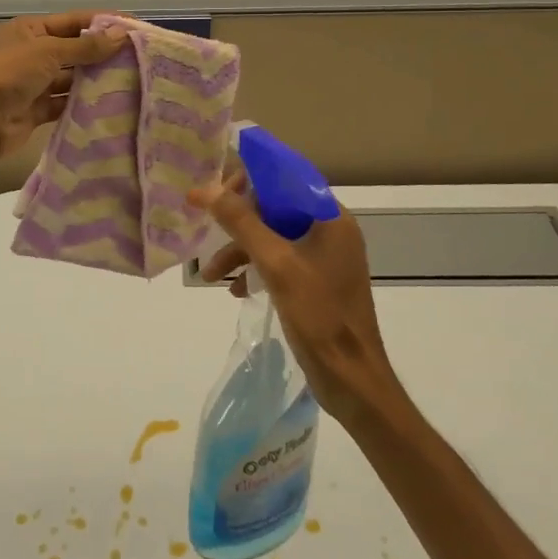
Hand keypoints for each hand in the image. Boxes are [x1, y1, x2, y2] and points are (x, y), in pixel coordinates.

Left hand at [0, 11, 128, 162]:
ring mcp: (34, 84)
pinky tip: (109, 106)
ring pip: (71, 79)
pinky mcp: (37, 110)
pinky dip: (83, 104)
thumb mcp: (49, 52)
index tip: (134, 29)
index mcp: (30, 30)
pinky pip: (65, 104)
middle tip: (138, 60)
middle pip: (74, 51)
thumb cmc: (11, 74)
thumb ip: (86, 46)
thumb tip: (121, 34)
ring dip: (95, 81)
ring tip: (130, 83)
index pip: (74, 22)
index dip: (103, 23)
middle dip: (102, 54)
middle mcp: (32, 54)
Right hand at [190, 174, 401, 426]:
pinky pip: (281, 262)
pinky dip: (257, 269)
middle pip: (276, 208)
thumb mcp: (275, 264)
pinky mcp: (318, 283)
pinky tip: (236, 289)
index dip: (250, 179)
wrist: (352, 380)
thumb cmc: (319, 314)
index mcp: (330, 218)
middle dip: (239, 222)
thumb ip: (240, 222)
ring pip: (274, 238)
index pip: (286, 179)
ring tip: (210, 274)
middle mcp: (330, 231)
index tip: (217, 191)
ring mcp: (325, 259)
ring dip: (241, 250)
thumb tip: (205, 188)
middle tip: (208, 230)